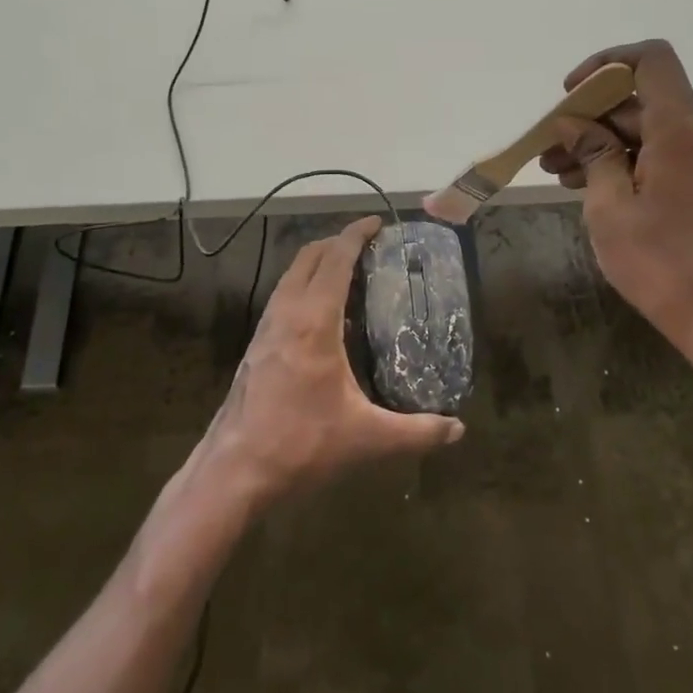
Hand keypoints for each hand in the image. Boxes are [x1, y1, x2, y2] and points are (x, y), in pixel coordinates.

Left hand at [195, 216, 463, 508]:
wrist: (234, 470)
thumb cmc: (302, 444)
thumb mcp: (367, 438)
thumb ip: (417, 431)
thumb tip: (458, 429)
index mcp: (313, 322)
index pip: (334, 260)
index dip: (355, 235)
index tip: (376, 222)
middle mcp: (285, 314)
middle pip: (308, 259)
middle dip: (336, 242)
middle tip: (367, 246)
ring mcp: (265, 329)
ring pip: (290, 278)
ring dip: (316, 264)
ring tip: (346, 274)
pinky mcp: (255, 347)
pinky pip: (282, 300)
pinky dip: (303, 289)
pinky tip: (321, 319)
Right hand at [540, 40, 692, 361]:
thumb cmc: (660, 262)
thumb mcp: (610, 207)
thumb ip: (592, 154)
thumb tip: (572, 123)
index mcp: (682, 129)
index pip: (650, 60)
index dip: (605, 64)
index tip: (570, 95)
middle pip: (641, 102)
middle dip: (590, 120)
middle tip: (548, 152)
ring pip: (648, 132)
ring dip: (602, 145)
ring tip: (559, 174)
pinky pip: (662, 155)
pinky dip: (626, 163)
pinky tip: (591, 187)